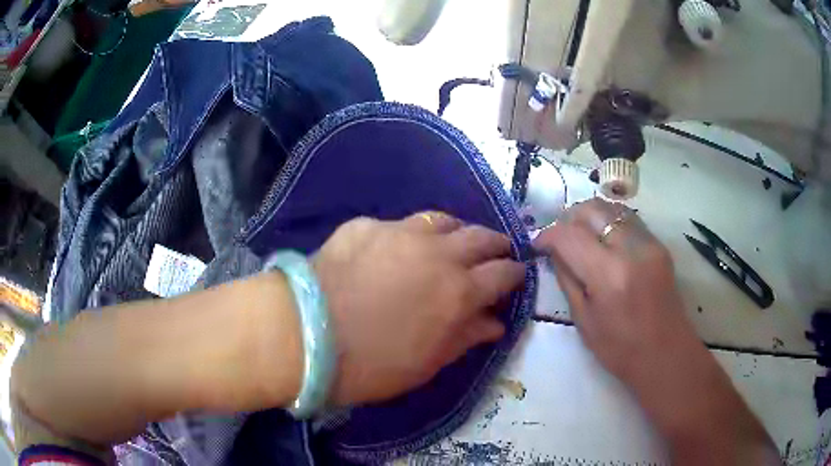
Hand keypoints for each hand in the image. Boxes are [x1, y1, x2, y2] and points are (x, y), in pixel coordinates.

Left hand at [313, 213, 524, 405]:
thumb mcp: (426, 363)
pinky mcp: (367, 225)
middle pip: (481, 237)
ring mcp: (400, 232)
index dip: (514, 275)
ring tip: (457, 241)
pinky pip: (399, 225)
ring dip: (458, 231)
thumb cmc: (369, 365)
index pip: (503, 274)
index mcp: (459, 292)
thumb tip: (494, 323)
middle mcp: (438, 253)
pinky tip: (398, 247)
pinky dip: (411, 235)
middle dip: (496, 244)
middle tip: (497, 251)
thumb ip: (465, 338)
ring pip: (444, 220)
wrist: (302, 335)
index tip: (516, 277)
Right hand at [534, 199, 778, 464]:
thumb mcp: (583, 320)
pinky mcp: (659, 244)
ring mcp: (649, 243)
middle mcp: (631, 249)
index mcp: (608, 275)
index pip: (569, 235)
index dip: (548, 235)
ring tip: (580, 236)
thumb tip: (554, 252)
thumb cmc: (619, 348)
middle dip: (568, 218)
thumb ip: (567, 279)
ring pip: (611, 209)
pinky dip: (609, 223)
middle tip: (559, 237)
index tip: (539, 244)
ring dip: (590, 217)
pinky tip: (604, 242)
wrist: (665, 353)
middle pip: (592, 209)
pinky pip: (628, 220)